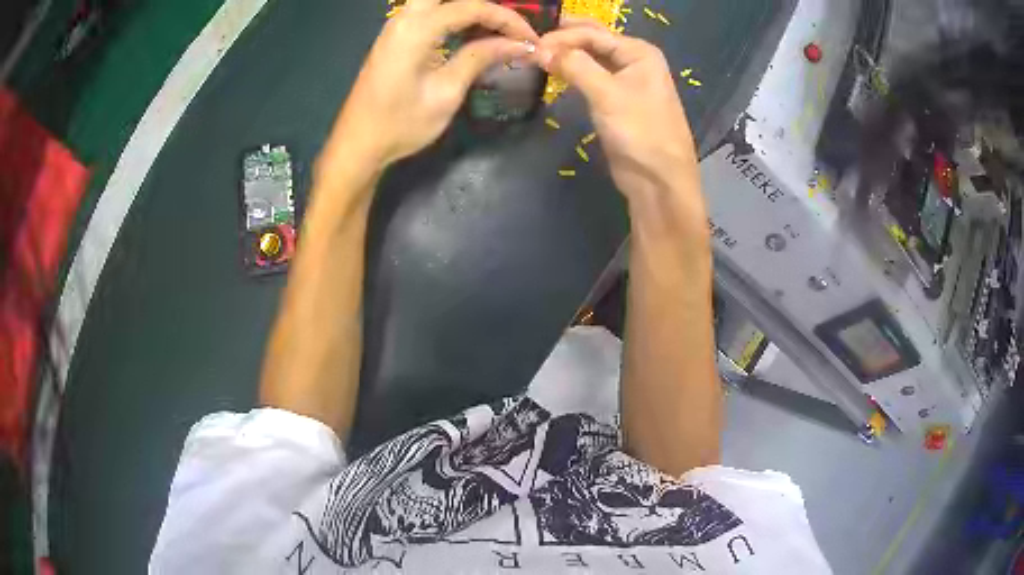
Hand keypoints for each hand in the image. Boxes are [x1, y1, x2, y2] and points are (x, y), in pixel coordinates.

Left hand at [322, 0, 539, 172]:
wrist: (358, 144)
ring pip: (439, 2)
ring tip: (497, 31)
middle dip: (485, 6)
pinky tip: (472, 35)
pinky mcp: (395, 37)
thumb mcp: (446, 92)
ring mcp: (396, 26)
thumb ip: (479, 58)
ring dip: (470, 11)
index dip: (507, 19)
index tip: (530, 39)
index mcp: (416, 29)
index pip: (472, 7)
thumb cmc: (400, 124)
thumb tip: (518, 44)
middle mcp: (404, 18)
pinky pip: (430, 13)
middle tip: (509, 26)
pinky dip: (454, 17)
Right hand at [537, 24, 699, 205]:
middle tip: (531, 43)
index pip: (593, 34)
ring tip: (536, 55)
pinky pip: (590, 76)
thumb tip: (540, 48)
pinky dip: (572, 72)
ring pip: (590, 58)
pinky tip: (554, 71)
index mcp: (639, 52)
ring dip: (566, 55)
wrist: (658, 180)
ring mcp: (625, 80)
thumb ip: (575, 66)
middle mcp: (634, 60)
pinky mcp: (615, 100)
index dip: (561, 37)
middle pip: (593, 41)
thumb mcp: (607, 94)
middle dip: (563, 39)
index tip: (531, 46)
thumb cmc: (640, 132)